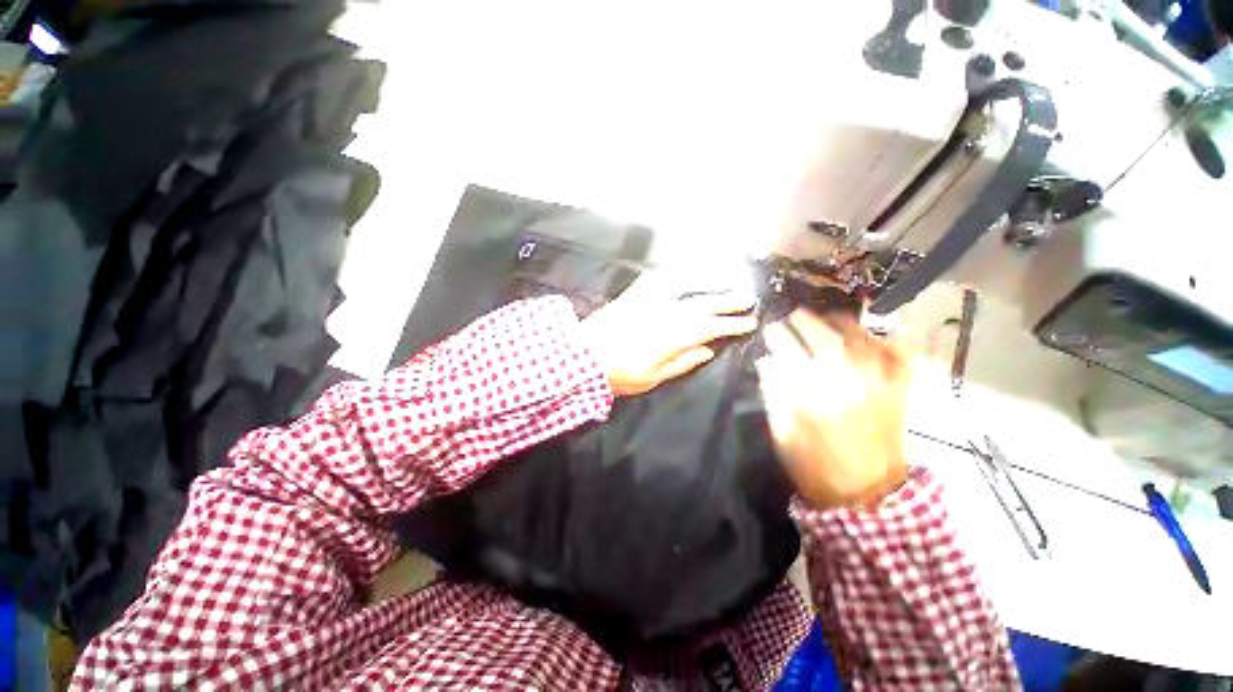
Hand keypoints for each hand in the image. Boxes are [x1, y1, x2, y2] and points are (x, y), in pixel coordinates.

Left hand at [579, 273, 757, 395]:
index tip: (749, 322)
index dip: (732, 324)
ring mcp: (649, 300)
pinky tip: (679, 274)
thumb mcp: (654, 377)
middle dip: (728, 301)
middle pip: (703, 303)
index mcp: (673, 335)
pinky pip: (656, 280)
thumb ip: (683, 362)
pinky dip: (671, 276)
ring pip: (684, 287)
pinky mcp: (634, 295)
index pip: (711, 326)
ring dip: (707, 284)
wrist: (583, 356)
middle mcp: (666, 312)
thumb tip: (708, 350)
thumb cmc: (619, 373)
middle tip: (748, 299)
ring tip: (723, 284)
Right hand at [756, 309, 909, 509]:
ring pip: (861, 340)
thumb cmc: (814, 467)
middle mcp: (846, 381)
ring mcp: (877, 384)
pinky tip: (877, 335)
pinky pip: (900, 358)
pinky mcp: (898, 393)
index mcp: (811, 394)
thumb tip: (767, 363)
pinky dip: (891, 341)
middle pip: (824, 338)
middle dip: (805, 321)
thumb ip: (773, 394)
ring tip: (829, 318)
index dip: (776, 335)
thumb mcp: (781, 433)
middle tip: (794, 316)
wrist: (865, 495)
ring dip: (842, 323)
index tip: (769, 329)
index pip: (789, 351)